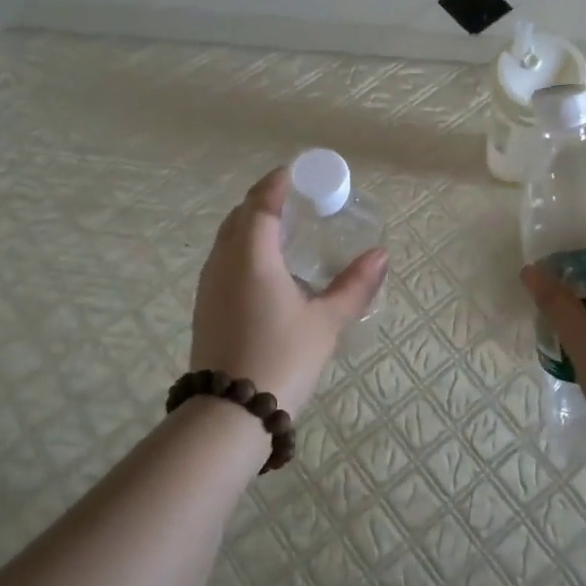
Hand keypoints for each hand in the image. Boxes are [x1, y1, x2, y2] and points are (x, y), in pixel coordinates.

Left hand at [190, 167, 386, 418]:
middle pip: (240, 215)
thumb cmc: (282, 358)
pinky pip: (223, 258)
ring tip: (283, 229)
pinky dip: (242, 247)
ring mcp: (209, 283)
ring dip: (251, 223)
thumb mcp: (326, 322)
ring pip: (227, 237)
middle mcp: (224, 261)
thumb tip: (381, 255)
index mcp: (252, 255)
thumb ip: (354, 285)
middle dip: (265, 200)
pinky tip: (264, 267)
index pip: (261, 203)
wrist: (230, 412)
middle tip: (297, 200)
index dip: (277, 183)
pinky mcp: (205, 304)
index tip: (297, 173)